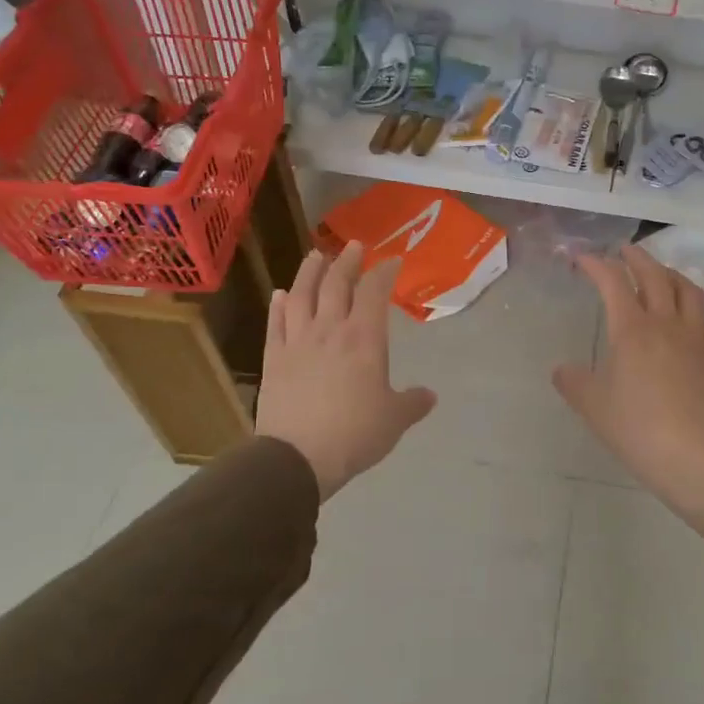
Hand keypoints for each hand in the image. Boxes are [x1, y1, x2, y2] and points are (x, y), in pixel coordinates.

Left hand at [256, 244, 436, 500]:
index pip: (374, 292)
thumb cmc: (354, 434)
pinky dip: (278, 305)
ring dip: (310, 272)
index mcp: (364, 339)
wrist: (298, 457)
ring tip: (316, 256)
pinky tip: (280, 295)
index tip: (391, 260)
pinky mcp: (273, 359)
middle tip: (354, 246)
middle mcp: (330, 330)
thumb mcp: (394, 420)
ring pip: (302, 296)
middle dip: (347, 261)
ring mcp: (297, 342)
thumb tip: (430, 396)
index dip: (383, 272)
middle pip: (336, 284)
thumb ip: (412, 403)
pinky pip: (275, 324)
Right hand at [552, 245, 703, 533]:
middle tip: (623, 251)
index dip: (595, 264)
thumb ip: (574, 382)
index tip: (580, 258)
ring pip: (688, 291)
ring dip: (671, 274)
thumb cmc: (636, 428)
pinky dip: (695, 313)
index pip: (613, 282)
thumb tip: (562, 370)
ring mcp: (694, 340)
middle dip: (637, 257)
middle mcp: (666, 324)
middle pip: (655, 275)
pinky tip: (689, 322)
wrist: (692, 457)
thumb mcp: (593, 406)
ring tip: (660, 274)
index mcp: (632, 329)